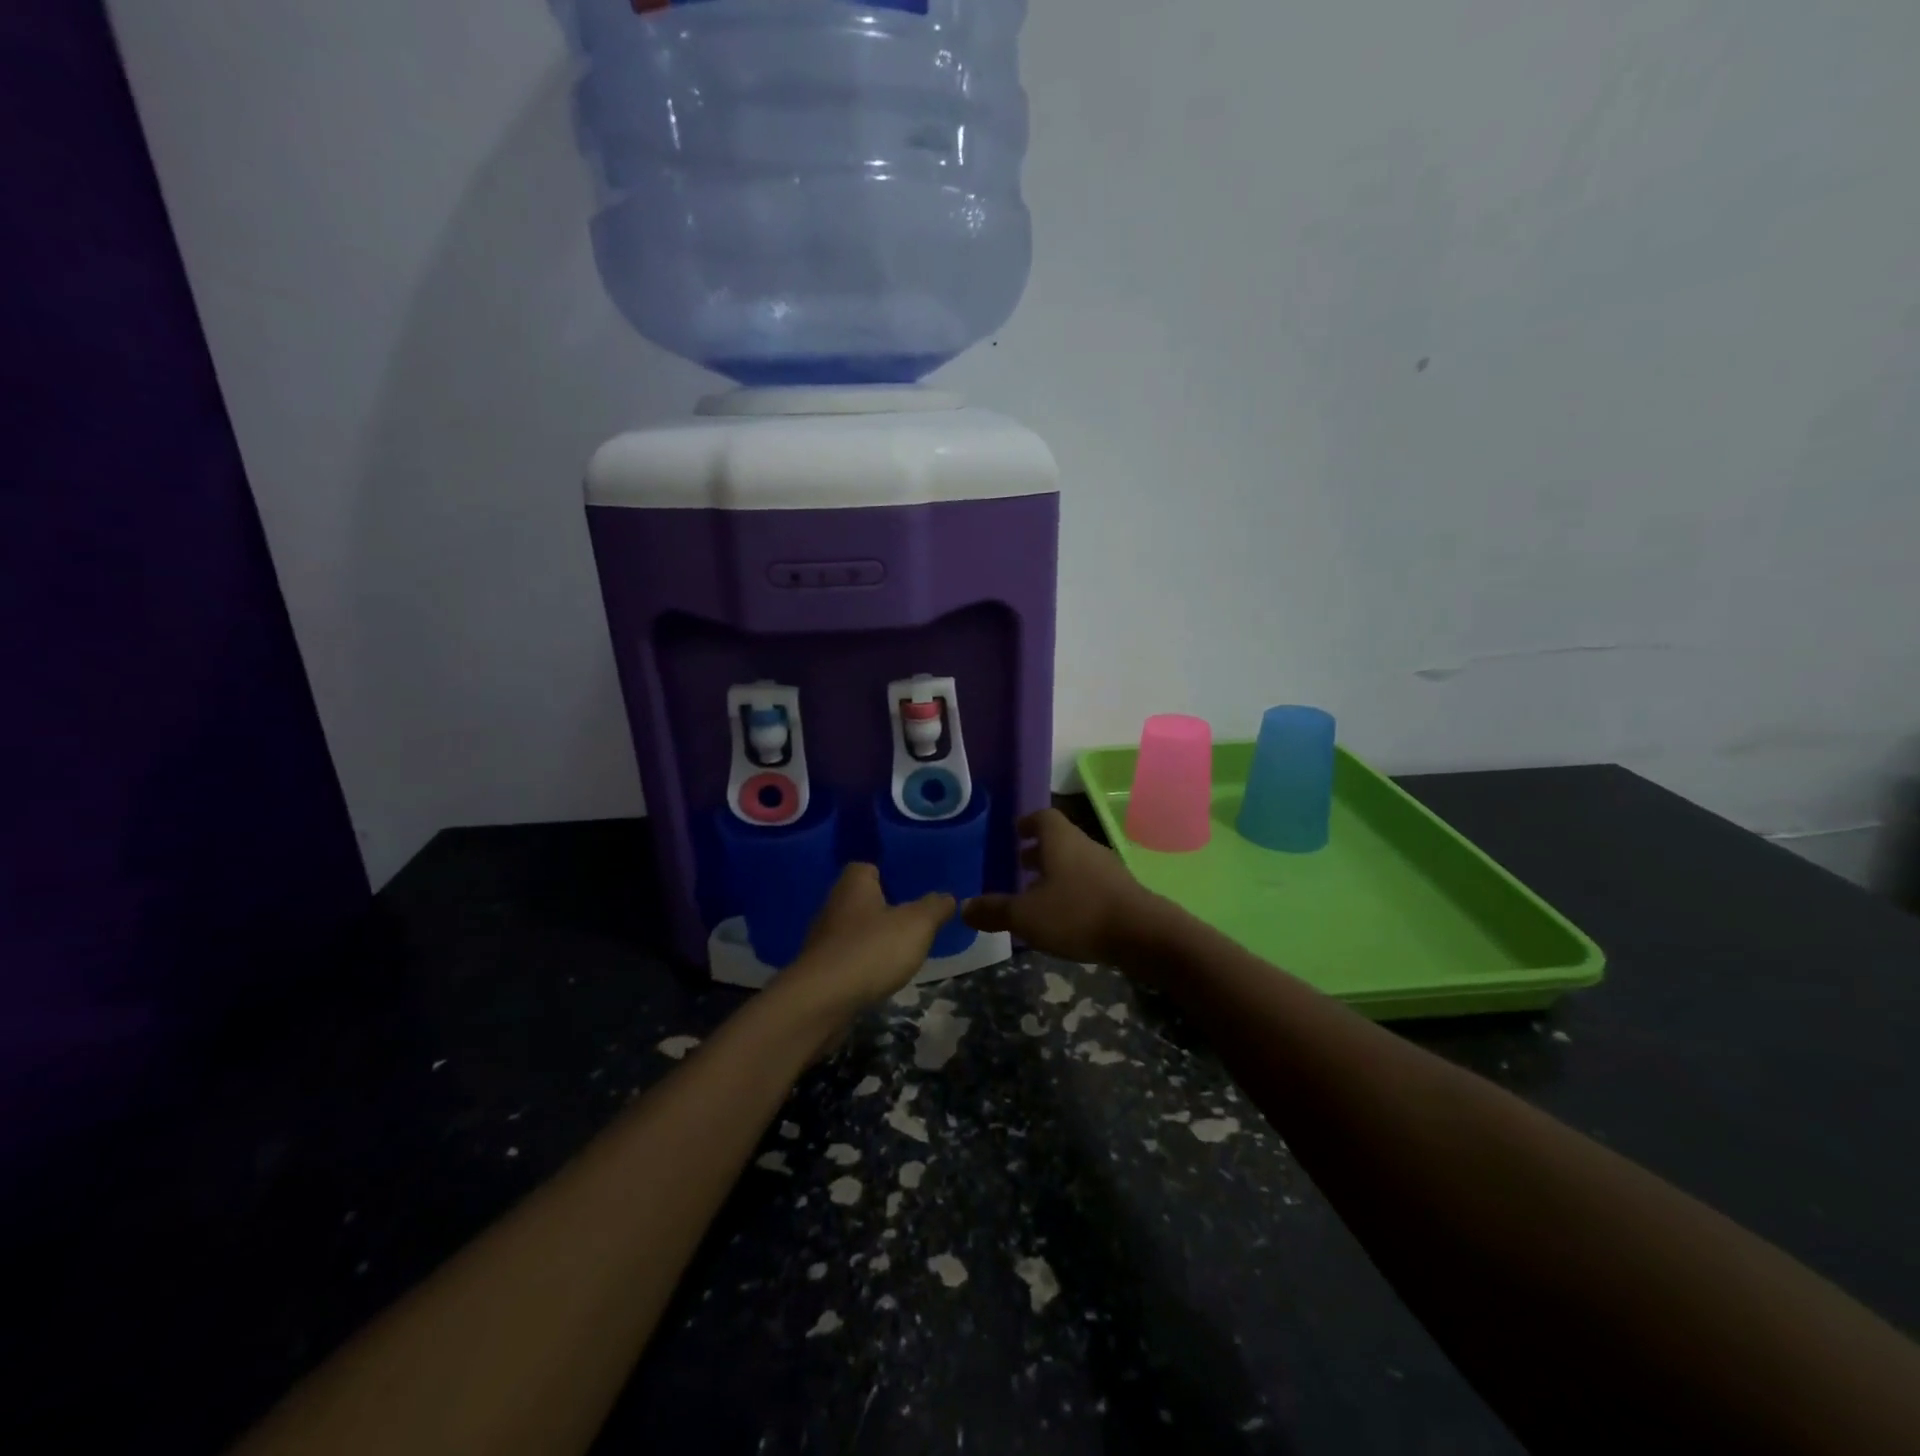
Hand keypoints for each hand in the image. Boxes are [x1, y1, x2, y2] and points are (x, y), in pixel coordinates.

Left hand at [777, 863, 955, 1017]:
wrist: (822, 1001)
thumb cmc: (871, 950)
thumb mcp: (917, 925)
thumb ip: (935, 907)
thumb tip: (948, 896)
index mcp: (853, 884)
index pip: (867, 867)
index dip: (889, 875)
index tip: (911, 888)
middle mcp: (833, 905)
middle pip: (862, 899)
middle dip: (884, 909)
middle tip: (914, 920)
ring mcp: (823, 939)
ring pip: (855, 931)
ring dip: (873, 939)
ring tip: (902, 950)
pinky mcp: (820, 970)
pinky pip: (848, 958)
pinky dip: (863, 964)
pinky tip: (880, 975)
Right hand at [962, 809, 1165, 965]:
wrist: (1143, 935)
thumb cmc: (1078, 913)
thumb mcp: (1026, 916)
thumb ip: (995, 911)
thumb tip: (964, 908)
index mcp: (1061, 841)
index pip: (1043, 817)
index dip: (1028, 823)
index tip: (1015, 832)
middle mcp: (1085, 846)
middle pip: (1060, 840)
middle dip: (1039, 851)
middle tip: (1019, 864)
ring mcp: (1107, 869)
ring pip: (1075, 862)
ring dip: (1056, 873)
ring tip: (1037, 893)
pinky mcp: (1121, 892)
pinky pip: (1089, 883)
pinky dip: (1073, 891)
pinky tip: (1064, 915)